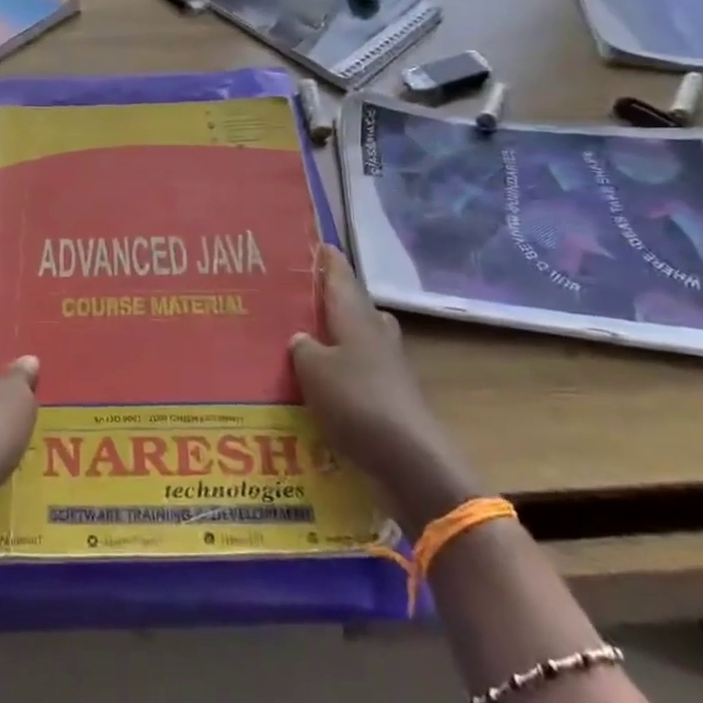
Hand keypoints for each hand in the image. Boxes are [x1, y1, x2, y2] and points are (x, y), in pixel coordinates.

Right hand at [291, 245, 484, 534]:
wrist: (408, 459)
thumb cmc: (356, 401)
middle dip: (327, 298)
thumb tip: (300, 338)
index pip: (340, 274)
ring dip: (333, 336)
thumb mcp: (313, 369)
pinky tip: (315, 383)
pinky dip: (338, 370)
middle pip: (352, 304)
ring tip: (300, 339)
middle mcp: (374, 333)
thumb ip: (302, 347)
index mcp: (356, 316)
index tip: (309, 243)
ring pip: (356, 338)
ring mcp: (386, 365)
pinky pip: (357, 370)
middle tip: (293, 297)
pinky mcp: (389, 396)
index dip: (325, 258)